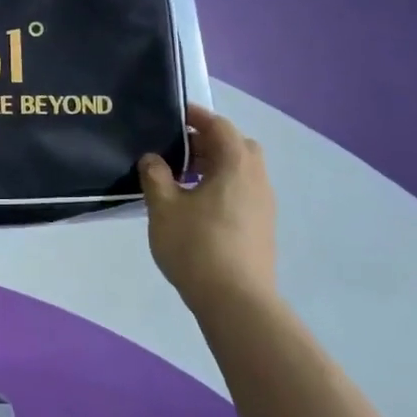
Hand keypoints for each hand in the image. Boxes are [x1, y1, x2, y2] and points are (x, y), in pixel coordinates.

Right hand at [138, 105, 277, 308]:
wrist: (236, 301)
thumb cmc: (197, 246)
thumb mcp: (164, 207)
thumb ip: (155, 176)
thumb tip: (153, 158)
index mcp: (235, 165)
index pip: (220, 126)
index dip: (198, 116)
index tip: (176, 115)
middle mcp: (256, 179)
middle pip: (236, 146)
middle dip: (208, 142)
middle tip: (179, 150)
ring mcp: (263, 205)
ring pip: (240, 171)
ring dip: (215, 166)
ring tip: (182, 180)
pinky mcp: (262, 227)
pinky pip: (242, 192)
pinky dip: (222, 187)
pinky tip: (197, 206)